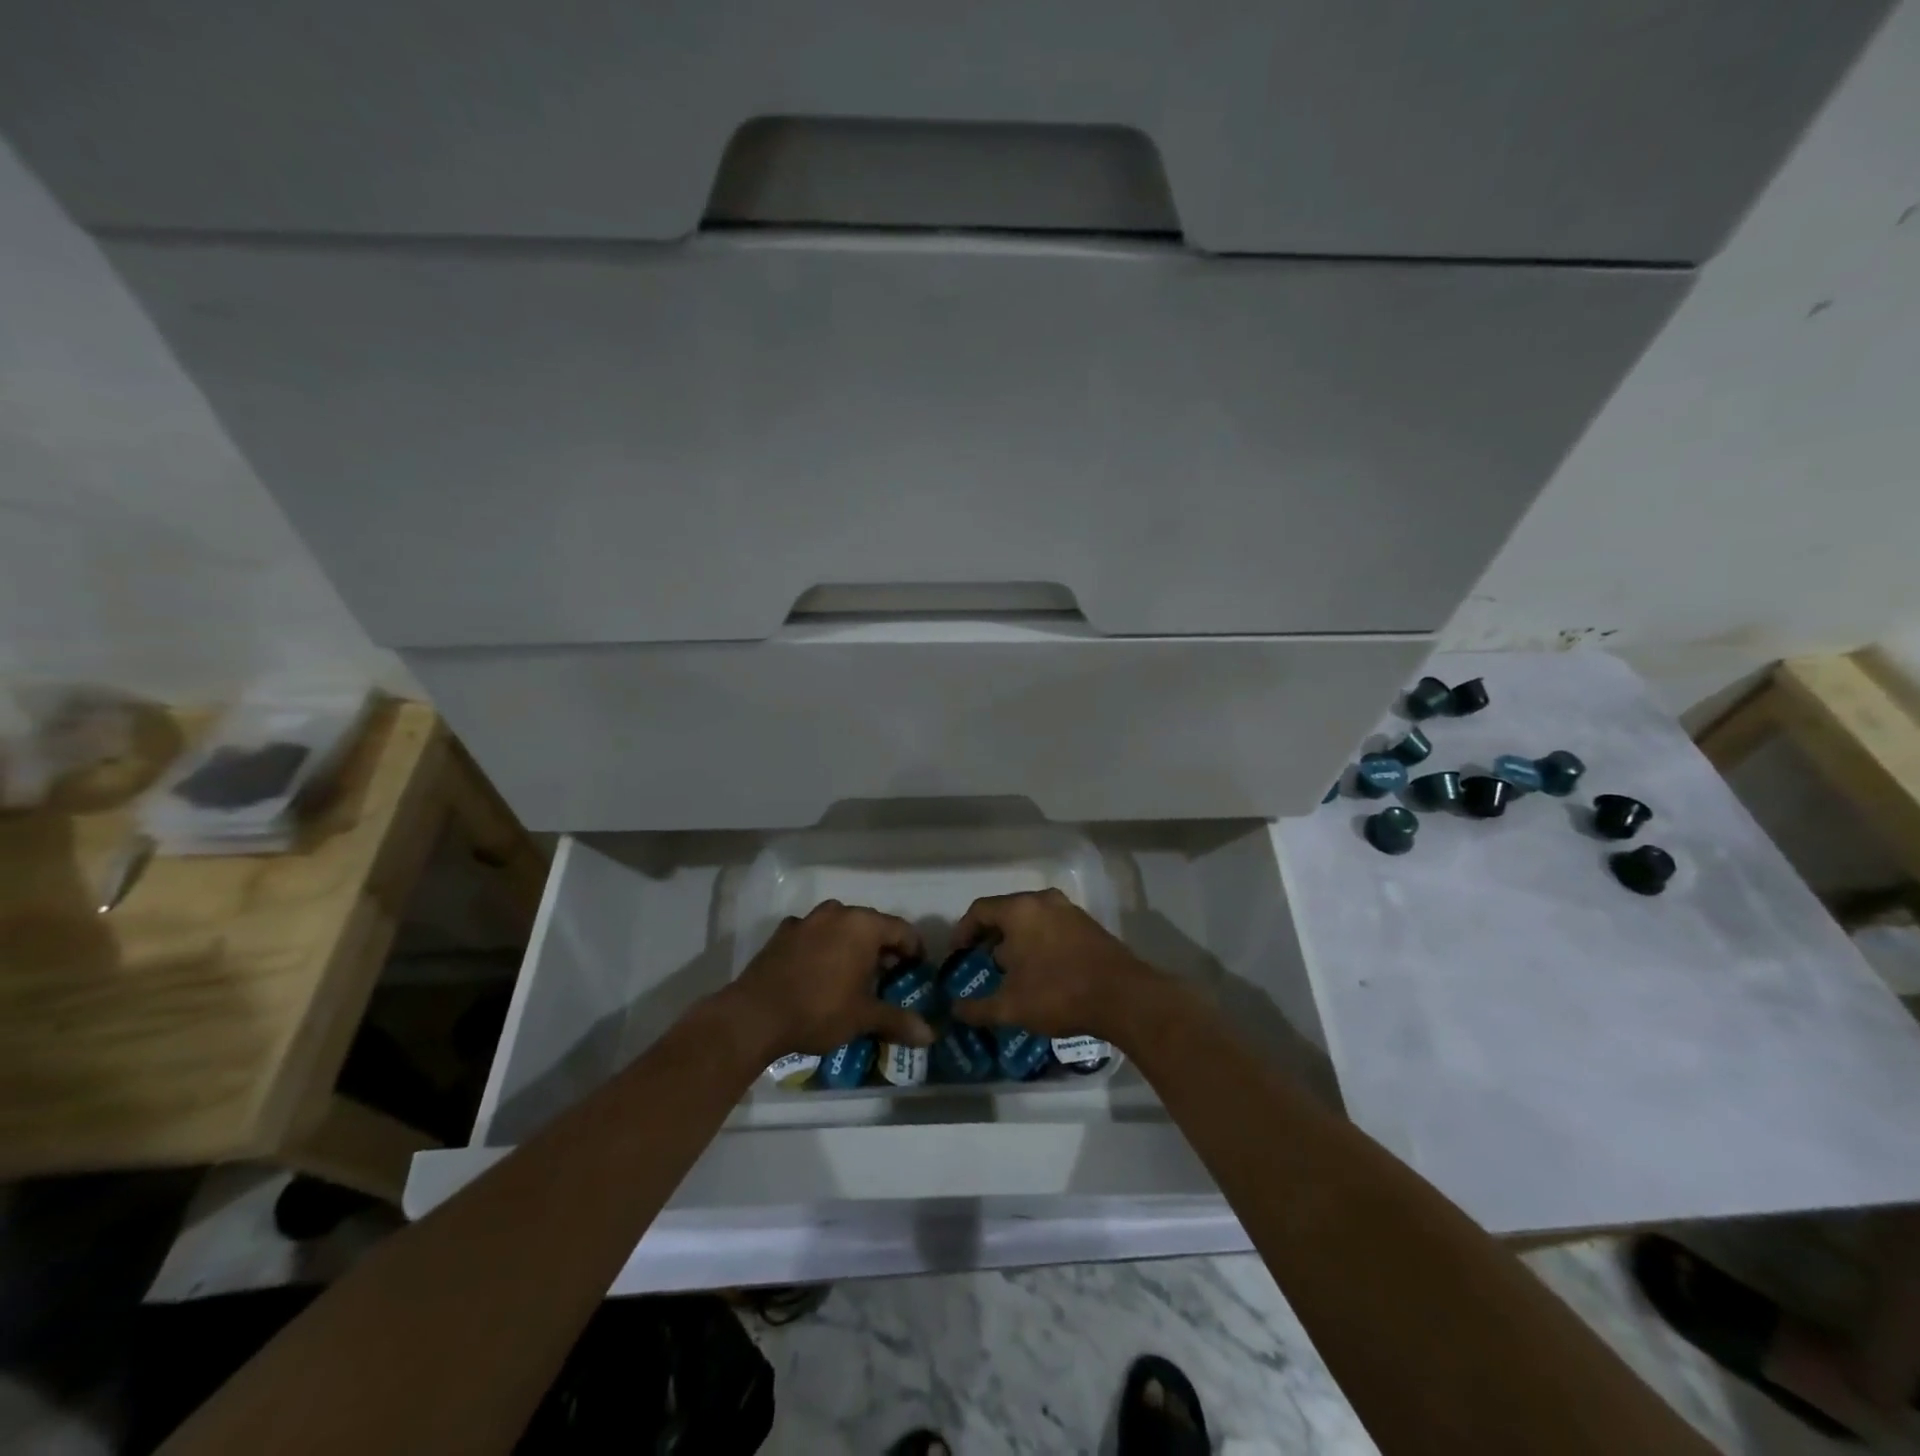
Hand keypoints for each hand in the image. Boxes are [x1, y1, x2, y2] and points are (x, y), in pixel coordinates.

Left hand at [725, 900, 933, 1061]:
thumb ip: (898, 1021)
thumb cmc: (819, 1009)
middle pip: (871, 925)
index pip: (902, 930)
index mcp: (863, 925)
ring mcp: (807, 920)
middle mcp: (837, 913)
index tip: (916, 971)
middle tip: (888, 977)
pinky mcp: (783, 933)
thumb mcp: (863, 1017)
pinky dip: (822, 948)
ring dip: (851, 945)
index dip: (914, 950)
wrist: (755, 1015)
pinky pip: (813, 935)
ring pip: (841, 927)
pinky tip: (819, 973)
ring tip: (854, 975)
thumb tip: (930, 1035)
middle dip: (883, 948)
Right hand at [948, 888, 1156, 1041]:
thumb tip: (955, 1011)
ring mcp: (1069, 911)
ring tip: (1011, 972)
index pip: (979, 910)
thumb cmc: (1058, 993)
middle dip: (990, 938)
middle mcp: (1043, 901)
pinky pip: (1052, 927)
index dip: (962, 931)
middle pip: (1006, 912)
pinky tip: (1041, 973)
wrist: (1123, 997)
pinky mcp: (1088, 925)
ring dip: (1016, 942)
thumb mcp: (1011, 1007)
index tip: (958, 955)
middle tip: (983, 965)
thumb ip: (978, 1008)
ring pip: (1031, 919)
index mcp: (1020, 910)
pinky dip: (1039, 943)